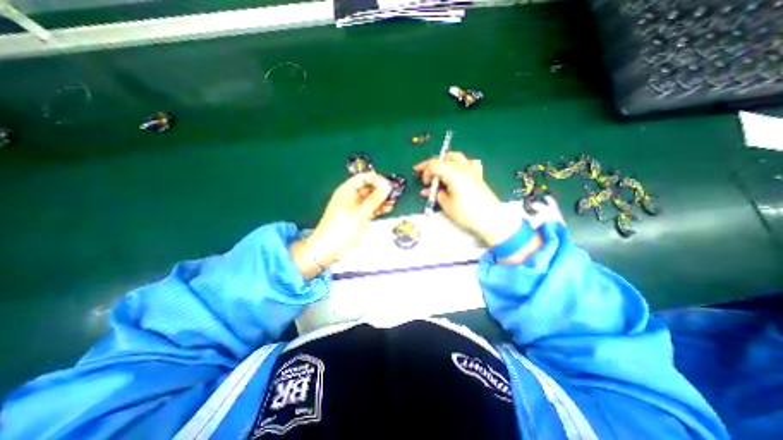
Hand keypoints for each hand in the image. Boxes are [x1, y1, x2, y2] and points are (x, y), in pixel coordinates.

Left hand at [292, 173, 395, 278]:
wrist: (328, 248)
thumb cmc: (340, 228)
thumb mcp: (359, 213)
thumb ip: (374, 199)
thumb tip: (387, 186)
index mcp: (347, 191)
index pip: (363, 178)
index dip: (375, 178)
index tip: (389, 182)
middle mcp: (351, 197)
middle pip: (368, 187)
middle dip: (381, 188)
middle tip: (395, 191)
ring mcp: (355, 207)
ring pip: (371, 198)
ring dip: (381, 199)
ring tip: (394, 199)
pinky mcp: (359, 216)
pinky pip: (371, 208)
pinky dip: (379, 208)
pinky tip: (388, 208)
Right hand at [416, 151, 518, 247]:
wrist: (491, 219)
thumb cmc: (467, 213)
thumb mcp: (446, 205)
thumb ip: (436, 194)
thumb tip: (428, 190)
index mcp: (454, 174)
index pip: (435, 164)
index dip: (425, 170)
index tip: (422, 181)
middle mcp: (463, 168)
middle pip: (444, 158)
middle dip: (432, 166)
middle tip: (427, 178)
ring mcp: (473, 170)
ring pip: (456, 157)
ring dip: (445, 162)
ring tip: (439, 173)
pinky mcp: (478, 175)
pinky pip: (469, 163)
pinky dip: (460, 164)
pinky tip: (458, 172)